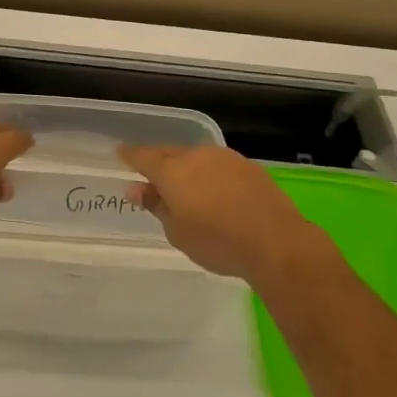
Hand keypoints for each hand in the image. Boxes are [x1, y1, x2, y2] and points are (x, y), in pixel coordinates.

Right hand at [121, 145, 328, 284]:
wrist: (276, 243)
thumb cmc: (218, 243)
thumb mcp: (177, 232)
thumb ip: (155, 205)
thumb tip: (136, 188)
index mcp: (172, 171)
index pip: (142, 156)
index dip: (129, 156)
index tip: (120, 155)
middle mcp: (196, 156)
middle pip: (169, 153)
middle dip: (158, 162)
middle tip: (151, 177)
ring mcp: (224, 158)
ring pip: (195, 157)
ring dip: (186, 168)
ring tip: (185, 188)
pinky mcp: (247, 166)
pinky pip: (217, 165)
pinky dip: (209, 174)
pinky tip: (214, 191)